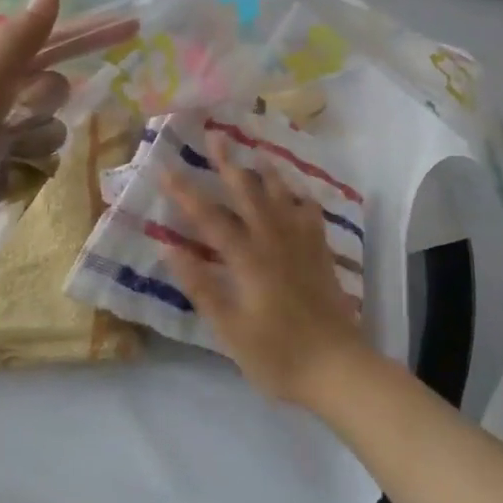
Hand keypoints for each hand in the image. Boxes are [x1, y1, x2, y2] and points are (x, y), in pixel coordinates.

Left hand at [0, 0, 135, 290]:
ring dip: (34, 147)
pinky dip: (27, 176)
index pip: (46, 45)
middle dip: (42, 107)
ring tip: (2, 163)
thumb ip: (17, 45)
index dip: (88, 35)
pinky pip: (38, 167)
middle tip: (12, 125)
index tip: (133, 27)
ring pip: (50, 133)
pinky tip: (4, 187)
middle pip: (51, 92)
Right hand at [160, 136, 370, 408]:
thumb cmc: (276, 355)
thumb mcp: (229, 329)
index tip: (165, 168)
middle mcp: (274, 240)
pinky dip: (301, 197)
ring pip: (281, 196)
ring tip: (256, 150)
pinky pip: (311, 214)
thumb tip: (168, 246)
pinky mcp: (321, 253)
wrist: (337, 367)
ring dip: (265, 172)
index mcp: (247, 258)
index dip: (185, 192)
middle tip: (215, 135)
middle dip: (228, 163)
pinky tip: (298, 192)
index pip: (209, 217)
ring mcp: (301, 244)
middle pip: (248, 193)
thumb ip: (200, 285)